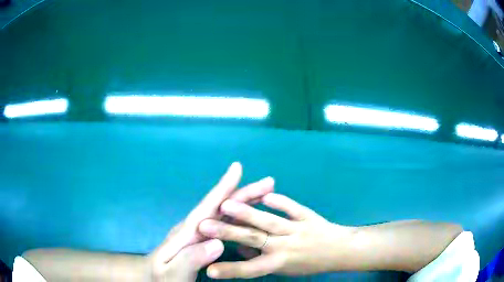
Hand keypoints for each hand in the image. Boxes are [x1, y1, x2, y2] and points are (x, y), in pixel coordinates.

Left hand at [148, 162, 274, 280]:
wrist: (153, 278)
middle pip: (221, 207)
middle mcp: (195, 229)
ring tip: (265, 195)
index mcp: (186, 234)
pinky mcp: (203, 241)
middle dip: (244, 193)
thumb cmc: (162, 278)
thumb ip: (190, 259)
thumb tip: (218, 243)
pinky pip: (226, 225)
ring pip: (226, 214)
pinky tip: (251, 217)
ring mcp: (200, 234)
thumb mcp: (172, 273)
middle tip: (268, 183)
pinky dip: (240, 217)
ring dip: (246, 203)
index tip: (237, 169)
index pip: (207, 207)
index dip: (223, 188)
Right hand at [198, 193, 355, 278]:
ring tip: (226, 204)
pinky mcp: (308, 216)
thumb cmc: (310, 263)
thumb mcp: (286, 269)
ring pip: (269, 221)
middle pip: (253, 239)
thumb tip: (239, 248)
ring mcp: (297, 229)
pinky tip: (266, 193)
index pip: (251, 269)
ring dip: (247, 212)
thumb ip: (261, 259)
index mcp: (280, 263)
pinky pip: (292, 207)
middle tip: (204, 225)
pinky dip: (279, 200)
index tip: (209, 268)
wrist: (340, 250)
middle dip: (227, 233)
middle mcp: (286, 246)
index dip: (230, 270)